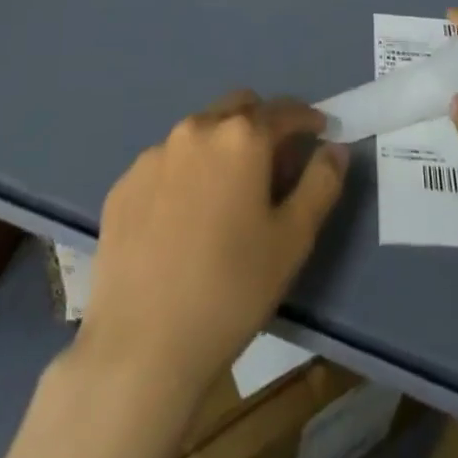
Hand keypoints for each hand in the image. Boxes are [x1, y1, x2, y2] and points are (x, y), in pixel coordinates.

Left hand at [81, 90, 346, 391]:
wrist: (141, 349)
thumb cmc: (231, 290)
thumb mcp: (293, 240)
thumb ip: (321, 183)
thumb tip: (334, 149)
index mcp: (241, 136)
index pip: (284, 110)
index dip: (306, 119)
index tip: (318, 134)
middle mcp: (196, 129)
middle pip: (238, 108)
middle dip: (261, 124)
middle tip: (273, 164)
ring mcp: (154, 155)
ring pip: (199, 132)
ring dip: (220, 147)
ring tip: (226, 196)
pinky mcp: (123, 185)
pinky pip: (165, 164)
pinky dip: (184, 175)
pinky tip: (183, 220)